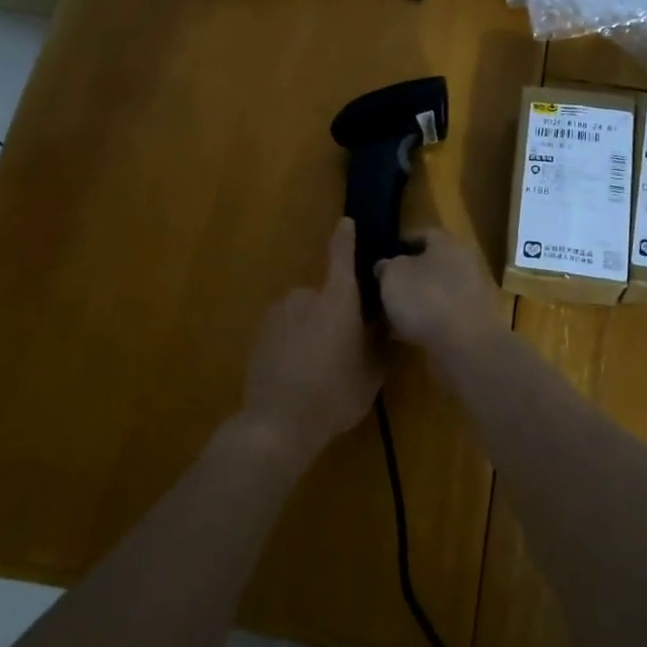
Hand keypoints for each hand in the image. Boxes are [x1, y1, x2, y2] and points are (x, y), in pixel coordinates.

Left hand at [240, 218, 384, 466]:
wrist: (277, 423)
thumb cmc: (335, 395)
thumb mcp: (372, 372)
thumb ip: (382, 342)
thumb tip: (388, 323)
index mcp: (337, 300)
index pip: (342, 257)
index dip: (345, 239)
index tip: (346, 223)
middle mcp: (305, 297)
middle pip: (326, 296)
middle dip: (335, 314)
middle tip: (345, 348)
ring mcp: (278, 314)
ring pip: (303, 314)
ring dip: (312, 330)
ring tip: (319, 368)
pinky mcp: (259, 334)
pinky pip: (285, 330)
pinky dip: (292, 342)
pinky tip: (297, 374)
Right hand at [375, 226, 501, 356]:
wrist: (467, 345)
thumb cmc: (426, 299)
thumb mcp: (393, 276)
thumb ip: (386, 266)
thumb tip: (385, 265)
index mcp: (446, 243)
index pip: (422, 233)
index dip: (401, 242)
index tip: (383, 255)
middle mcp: (465, 262)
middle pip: (432, 263)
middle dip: (409, 275)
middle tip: (386, 287)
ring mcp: (474, 293)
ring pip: (438, 291)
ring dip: (418, 300)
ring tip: (392, 315)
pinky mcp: (476, 321)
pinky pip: (445, 315)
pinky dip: (428, 321)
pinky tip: (408, 335)